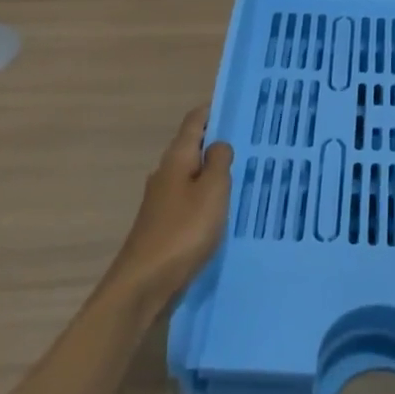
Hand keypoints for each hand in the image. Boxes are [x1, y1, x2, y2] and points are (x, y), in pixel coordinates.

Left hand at [103, 105, 233, 307]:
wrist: (143, 286)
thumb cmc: (182, 232)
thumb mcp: (211, 192)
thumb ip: (219, 162)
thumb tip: (218, 143)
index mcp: (176, 159)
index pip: (194, 121)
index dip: (214, 110)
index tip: (239, 106)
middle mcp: (166, 174)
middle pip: (193, 147)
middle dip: (218, 142)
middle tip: (252, 141)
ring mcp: (162, 201)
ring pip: (193, 175)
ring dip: (214, 172)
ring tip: (245, 174)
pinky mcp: (164, 226)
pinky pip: (191, 200)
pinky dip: (208, 197)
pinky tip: (225, 209)